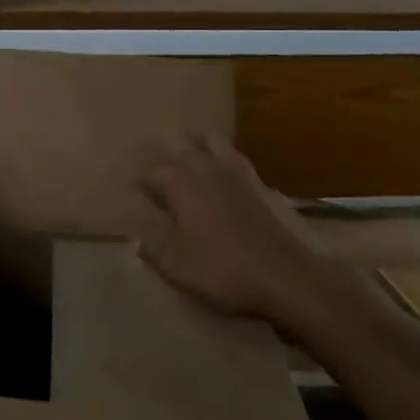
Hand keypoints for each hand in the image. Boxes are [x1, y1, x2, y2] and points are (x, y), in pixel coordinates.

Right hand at [138, 136, 312, 322]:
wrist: (284, 276)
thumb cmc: (221, 269)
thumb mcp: (175, 267)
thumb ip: (151, 250)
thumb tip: (136, 239)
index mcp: (177, 181)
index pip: (149, 174)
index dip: (140, 187)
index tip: (135, 199)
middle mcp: (203, 166)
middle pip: (180, 147)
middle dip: (167, 156)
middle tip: (160, 179)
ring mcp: (234, 171)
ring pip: (211, 142)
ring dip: (198, 146)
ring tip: (190, 161)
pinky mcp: (259, 182)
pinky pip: (235, 158)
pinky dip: (225, 158)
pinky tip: (223, 175)